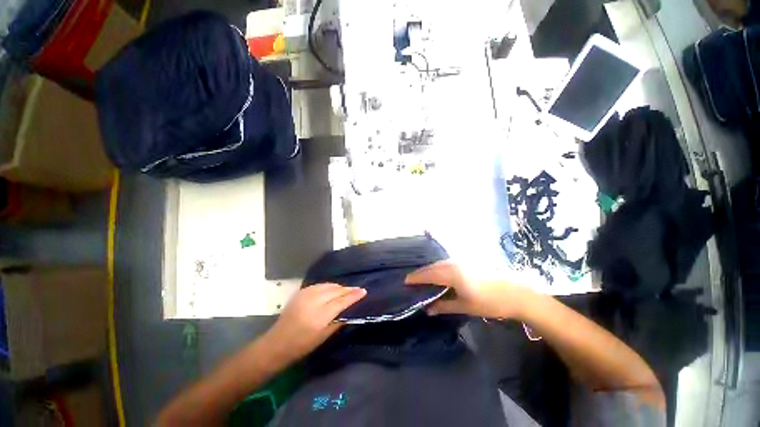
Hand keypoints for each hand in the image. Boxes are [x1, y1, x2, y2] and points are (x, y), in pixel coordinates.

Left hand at [264, 283, 365, 363]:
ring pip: (329, 285)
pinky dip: (329, 286)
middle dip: (348, 289)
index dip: (353, 295)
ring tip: (346, 290)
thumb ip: (338, 321)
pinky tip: (332, 289)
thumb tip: (350, 309)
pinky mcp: (301, 291)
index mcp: (320, 316)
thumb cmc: (302, 345)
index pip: (341, 301)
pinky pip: (320, 285)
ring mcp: (306, 294)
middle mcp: (314, 301)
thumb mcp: (324, 336)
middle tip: (357, 290)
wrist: (277, 342)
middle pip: (336, 290)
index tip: (363, 291)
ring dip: (339, 287)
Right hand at [405, 261, 528, 318]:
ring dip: (430, 269)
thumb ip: (444, 306)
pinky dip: (439, 267)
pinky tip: (438, 273)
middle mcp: (454, 263)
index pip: (429, 274)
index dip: (416, 277)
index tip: (405, 281)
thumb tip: (427, 309)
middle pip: (432, 266)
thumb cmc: (489, 302)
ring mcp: (462, 260)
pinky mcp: (468, 261)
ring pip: (440, 263)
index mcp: (452, 274)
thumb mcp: (465, 306)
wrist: (516, 293)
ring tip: (423, 277)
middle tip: (412, 279)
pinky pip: (447, 262)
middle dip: (421, 272)